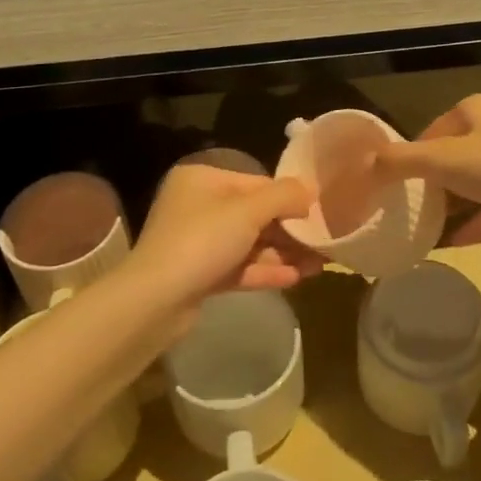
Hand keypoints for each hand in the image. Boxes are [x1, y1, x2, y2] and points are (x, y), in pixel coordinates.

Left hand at [124, 162, 321, 307]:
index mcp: (203, 179)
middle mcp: (198, 205)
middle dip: (290, 230)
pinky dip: (265, 271)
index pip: (256, 182)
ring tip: (319, 264)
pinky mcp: (200, 274)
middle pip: (254, 214)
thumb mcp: (248, 211)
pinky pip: (239, 266)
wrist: (155, 300)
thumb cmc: (202, 241)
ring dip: (283, 253)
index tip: (319, 213)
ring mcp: (198, 242)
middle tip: (324, 242)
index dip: (289, 197)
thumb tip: (310, 190)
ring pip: (249, 243)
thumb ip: (284, 196)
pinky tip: (296, 278)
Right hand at [372, 94, 480, 245]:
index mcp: (475, 109)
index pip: (430, 130)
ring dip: (456, 202)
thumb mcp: (446, 161)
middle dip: (433, 182)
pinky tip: (462, 242)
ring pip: (479, 178)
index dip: (410, 157)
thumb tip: (362, 166)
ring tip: (429, 228)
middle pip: (454, 153)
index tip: (394, 187)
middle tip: (409, 209)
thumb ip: (402, 162)